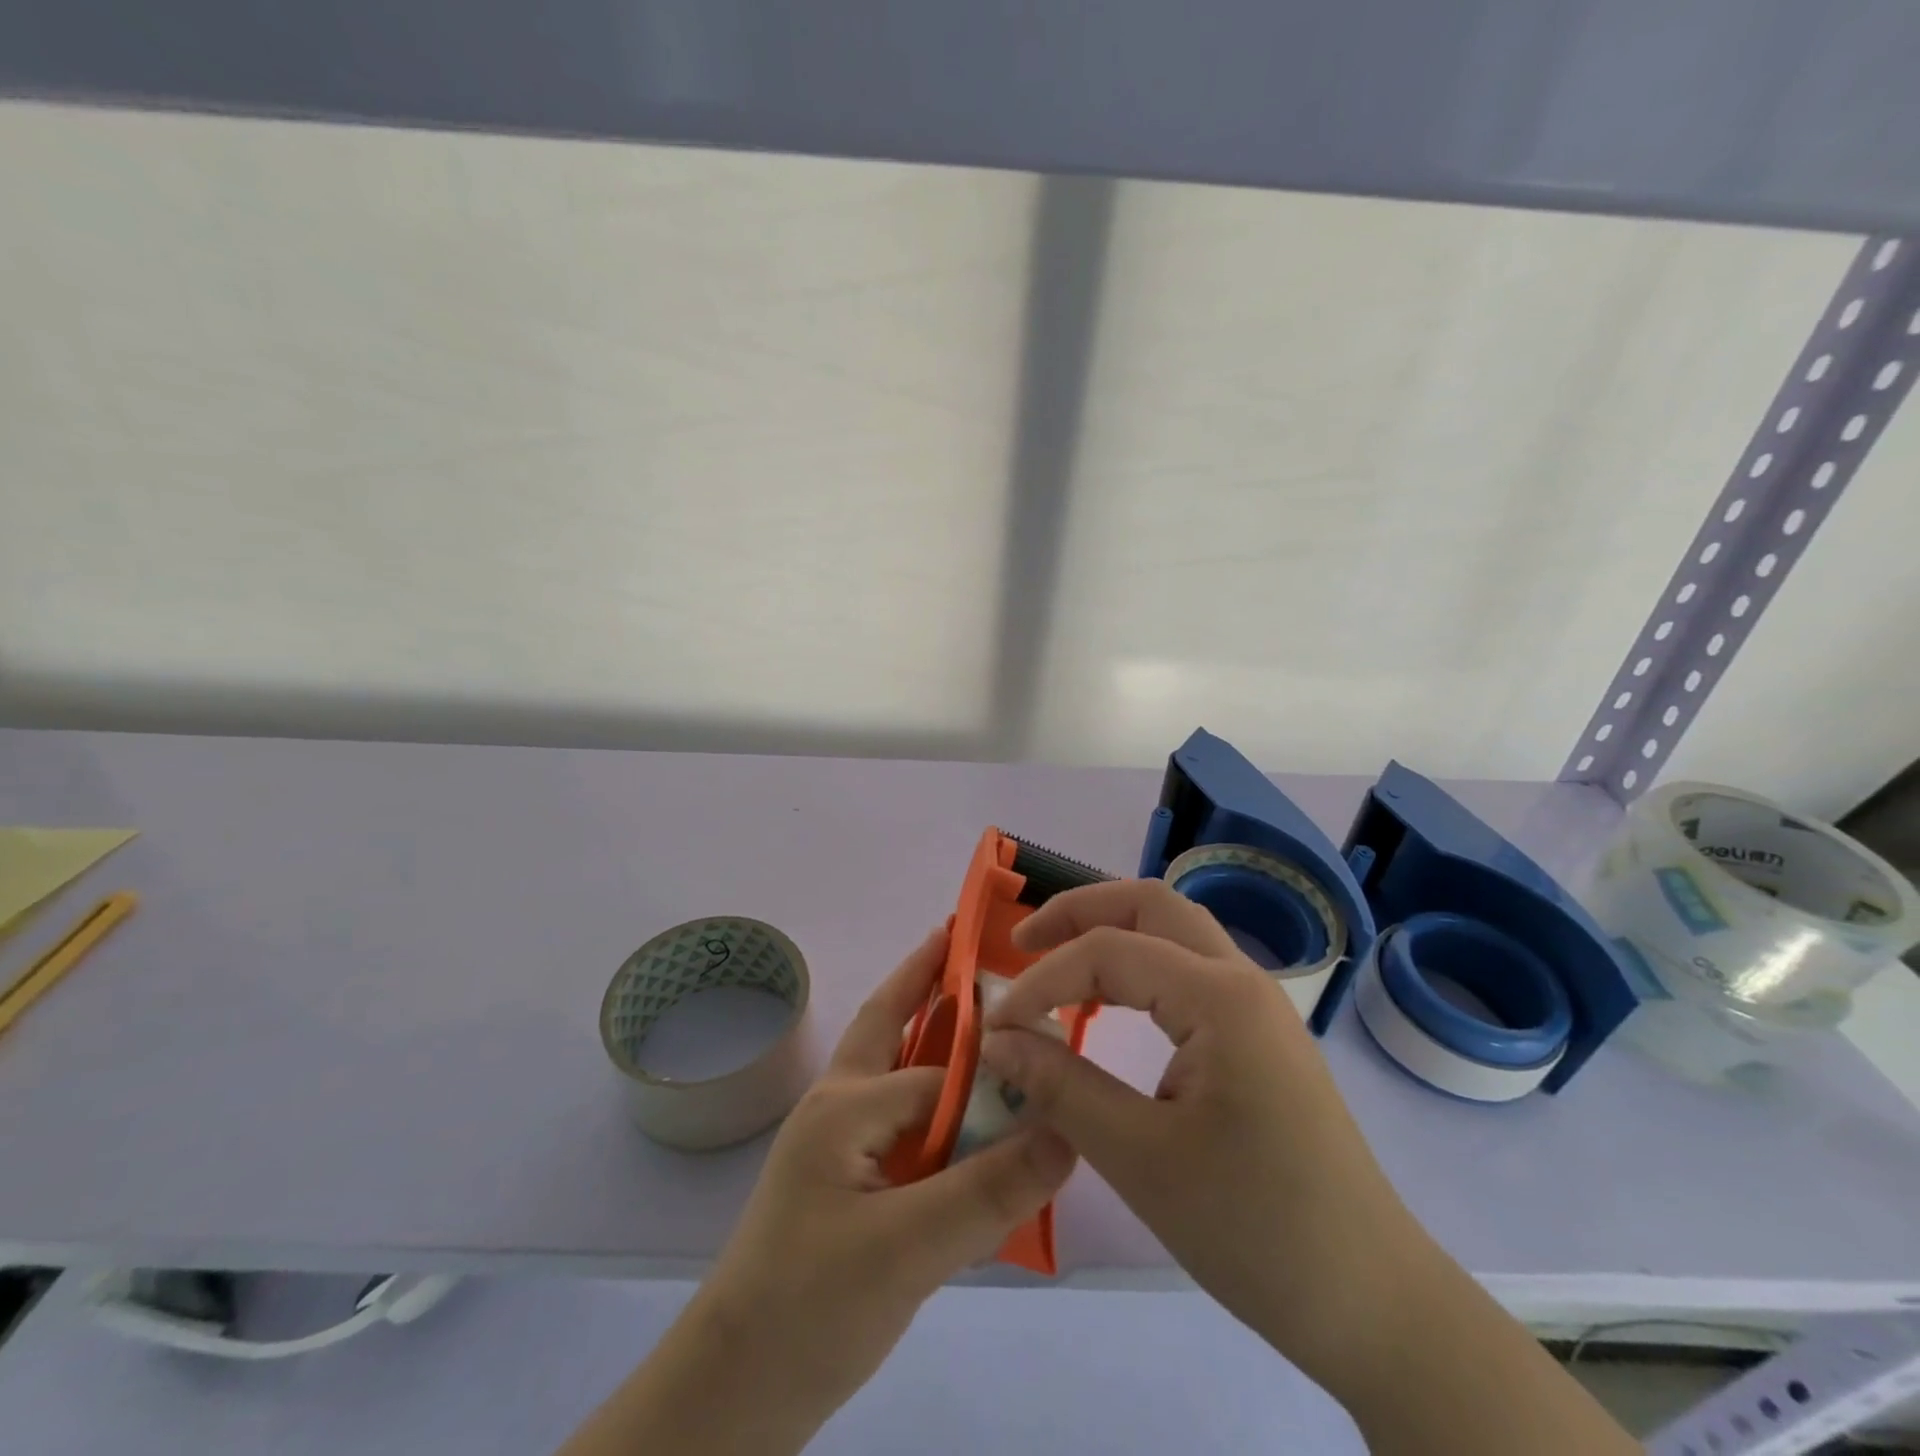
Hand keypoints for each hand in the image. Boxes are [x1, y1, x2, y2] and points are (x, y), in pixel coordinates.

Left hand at [694, 925, 1075, 1435]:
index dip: (997, 1067)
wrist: (735, 1389)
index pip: (941, 1073)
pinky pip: (900, 1114)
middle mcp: (841, 1103)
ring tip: (976, 1001)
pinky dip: (932, 1091)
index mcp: (847, 1103)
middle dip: (926, 975)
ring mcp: (839, 1137)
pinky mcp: (846, 1174)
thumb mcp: (907, 1250)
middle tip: (968, 936)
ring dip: (929, 1026)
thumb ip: (988, 1190)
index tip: (1052, 1048)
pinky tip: (965, 1104)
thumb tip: (1067, 1135)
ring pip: (894, 1063)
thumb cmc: (811, 1306)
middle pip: (891, 1020)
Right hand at [978, 879, 1420, 1392]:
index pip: (1109, 952)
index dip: (1043, 980)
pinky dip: (1137, 965)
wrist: (1371, 1301)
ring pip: (1173, 929)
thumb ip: (1061, 1086)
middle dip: (1078, 910)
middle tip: (1021, 944)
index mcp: (1220, 997)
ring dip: (1110, 930)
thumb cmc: (1255, 1229)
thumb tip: (996, 1040)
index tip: (997, 1027)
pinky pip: (1188, 969)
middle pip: (1149, 903)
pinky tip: (1109, 1000)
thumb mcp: (1141, 1160)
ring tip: (1055, 960)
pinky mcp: (1258, 1035)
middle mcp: (1242, 979)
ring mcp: (1256, 1005)